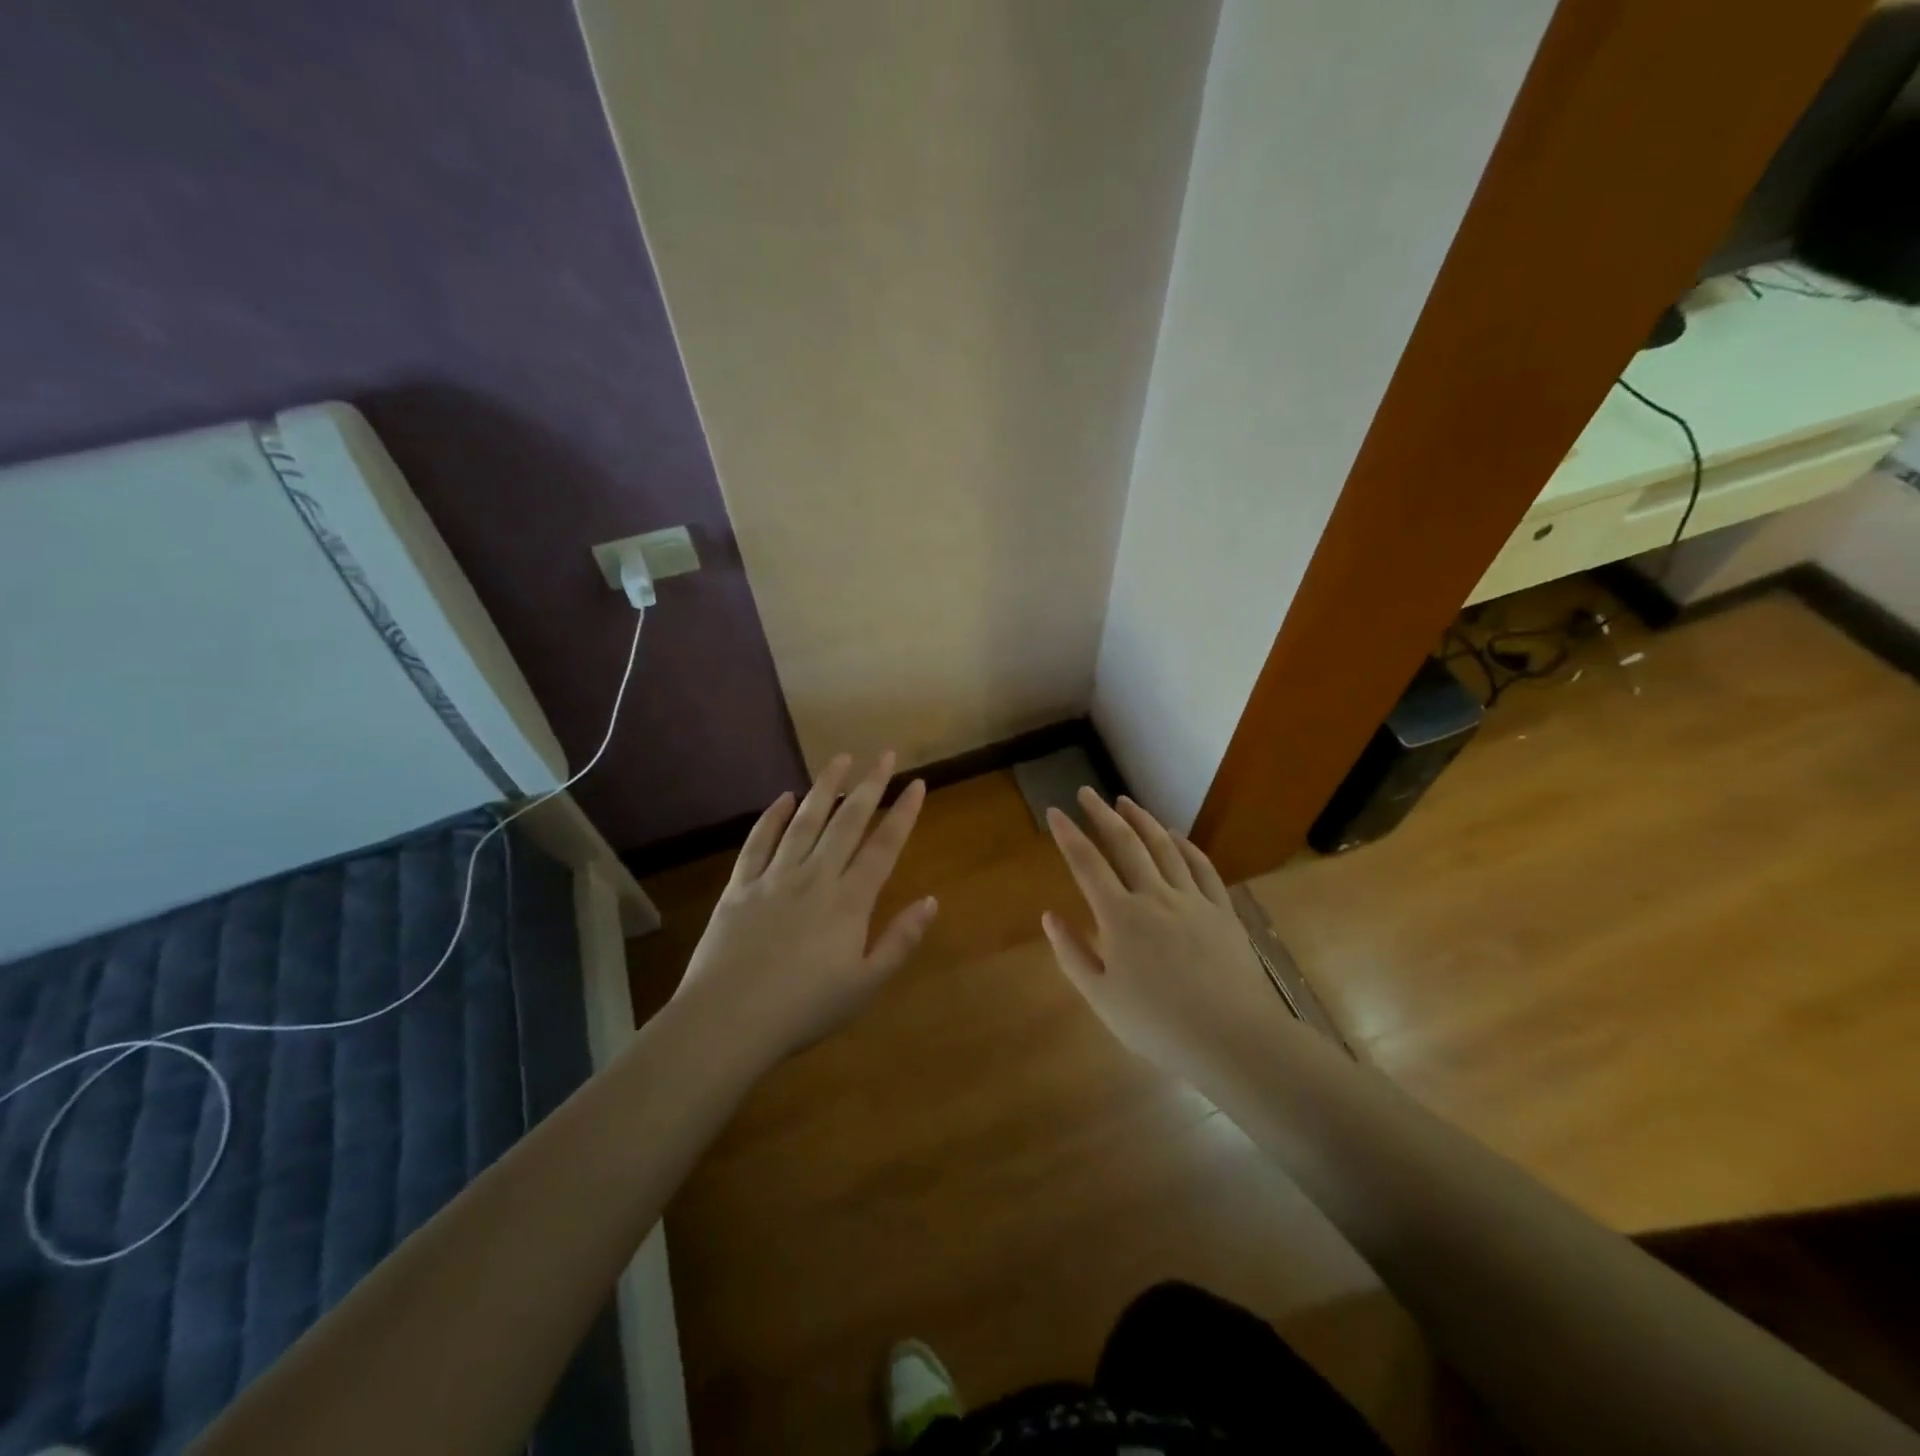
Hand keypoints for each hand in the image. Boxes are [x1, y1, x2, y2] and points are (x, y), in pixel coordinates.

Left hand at [672, 753, 936, 1068]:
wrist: (727, 1021)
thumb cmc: (804, 1009)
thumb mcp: (865, 984)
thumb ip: (900, 941)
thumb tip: (932, 901)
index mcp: (849, 902)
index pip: (884, 847)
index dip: (903, 813)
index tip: (917, 783)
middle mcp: (815, 877)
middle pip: (847, 822)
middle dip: (869, 786)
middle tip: (883, 755)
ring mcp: (774, 878)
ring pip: (805, 821)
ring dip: (824, 787)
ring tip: (840, 759)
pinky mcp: (739, 886)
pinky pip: (758, 842)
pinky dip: (773, 817)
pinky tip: (784, 798)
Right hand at [1042, 789, 1281, 1083]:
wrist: (1232, 1039)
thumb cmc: (1158, 1025)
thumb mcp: (1101, 998)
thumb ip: (1071, 954)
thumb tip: (1049, 915)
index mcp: (1119, 917)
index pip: (1087, 864)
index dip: (1069, 835)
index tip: (1055, 811)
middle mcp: (1154, 896)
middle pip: (1125, 844)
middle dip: (1102, 814)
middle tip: (1087, 792)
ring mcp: (1192, 900)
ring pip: (1163, 847)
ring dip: (1142, 820)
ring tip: (1126, 801)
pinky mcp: (1222, 910)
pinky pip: (1201, 867)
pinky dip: (1185, 845)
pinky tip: (1175, 835)